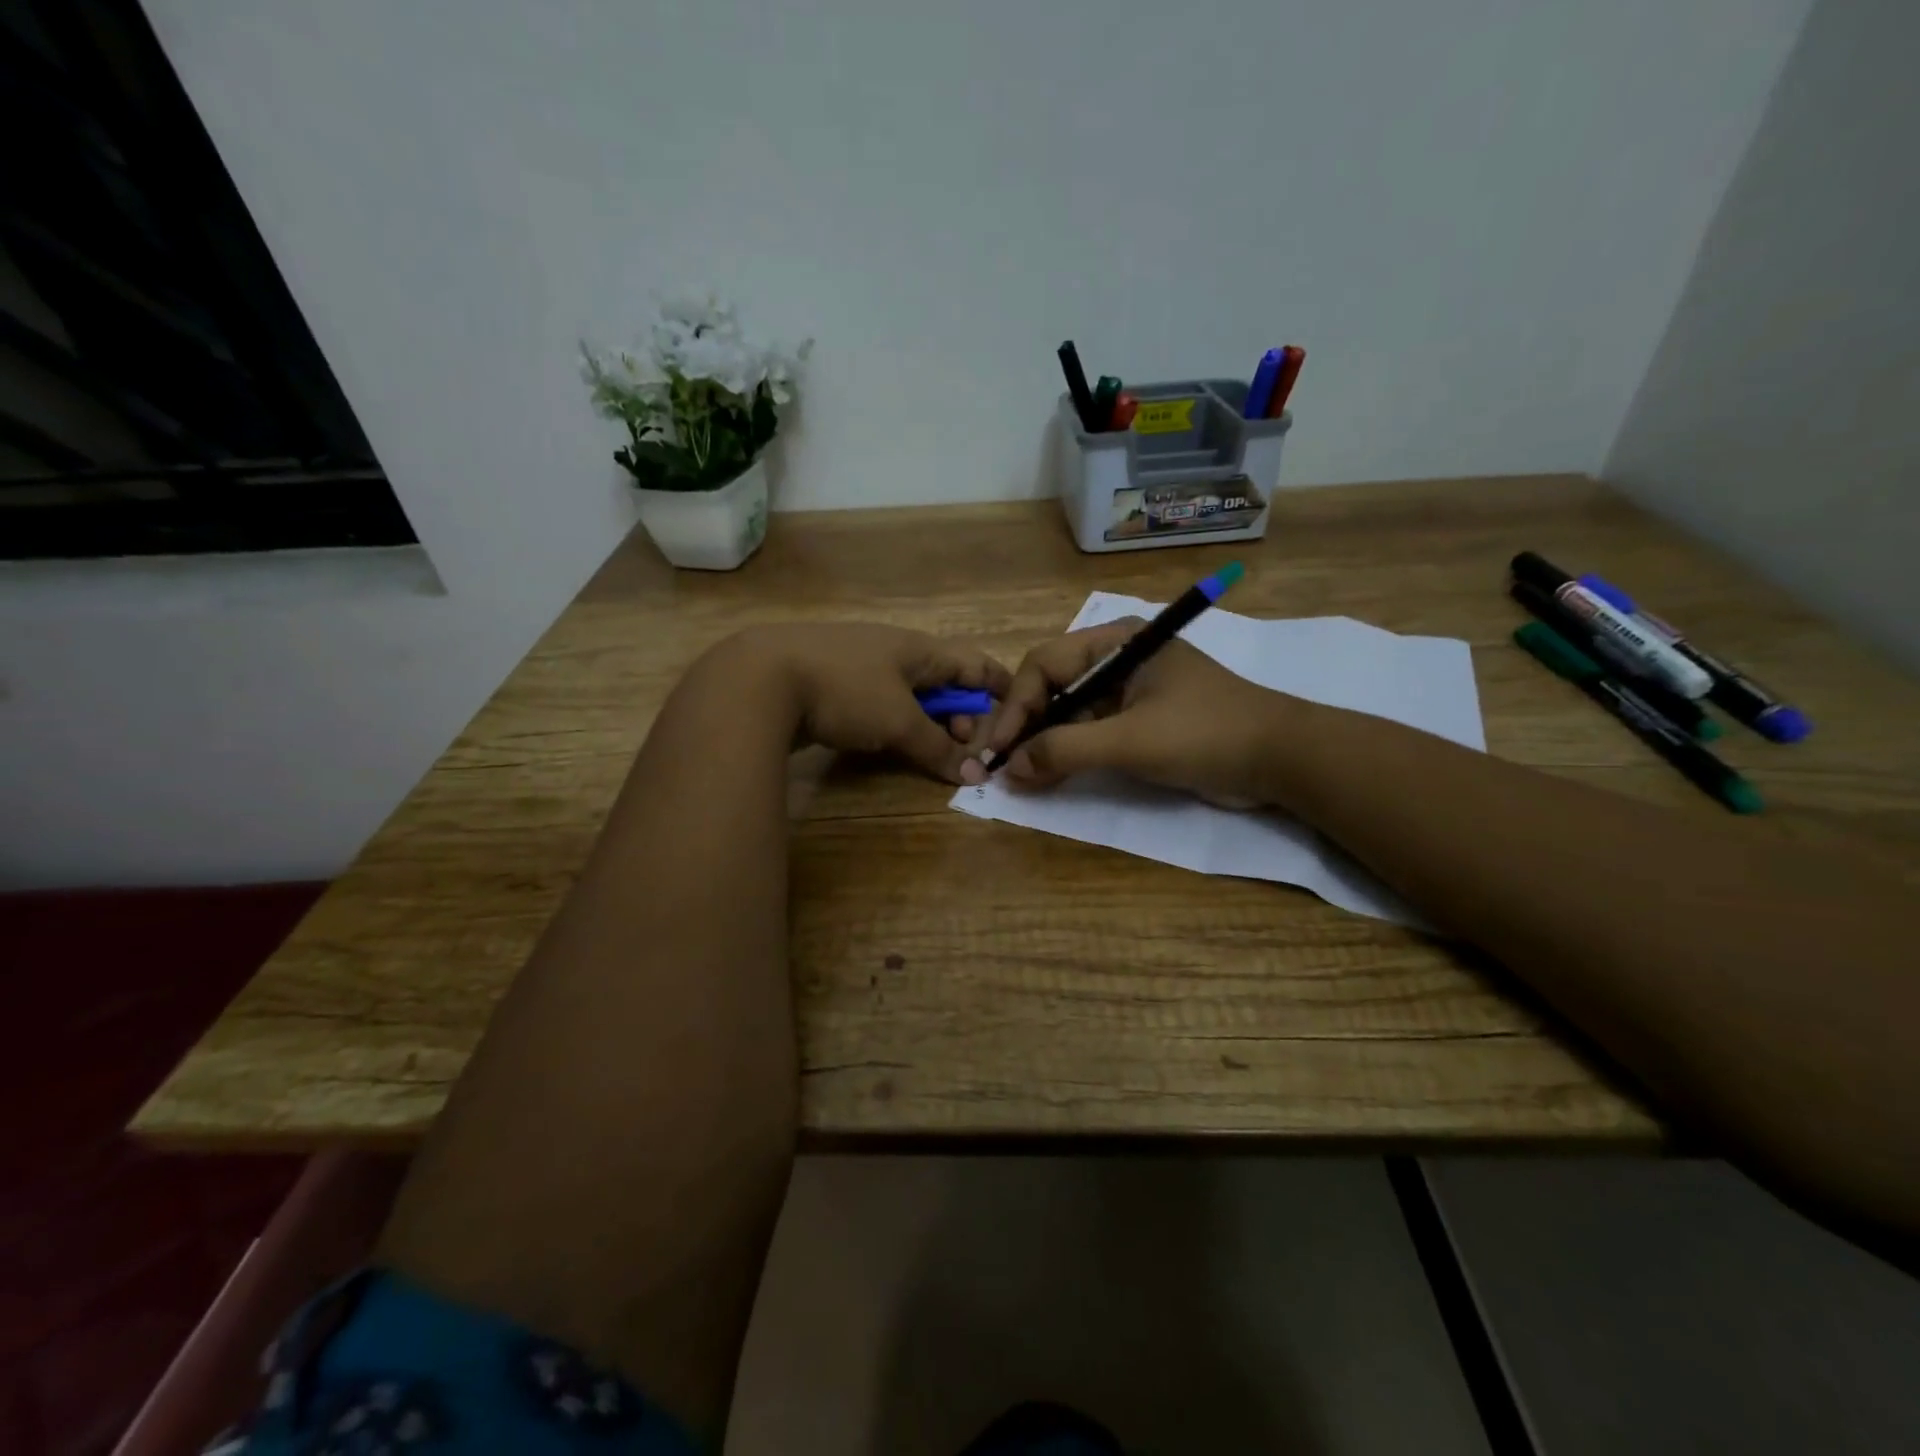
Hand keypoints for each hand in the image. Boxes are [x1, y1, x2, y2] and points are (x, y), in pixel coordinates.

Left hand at [729, 623, 1011, 783]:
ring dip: (925, 720)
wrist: (760, 679)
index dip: (997, 685)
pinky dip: (891, 722)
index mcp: (918, 648)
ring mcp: (858, 663)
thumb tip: (973, 775)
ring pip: (907, 692)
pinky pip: (876, 701)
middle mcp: (892, 649)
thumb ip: (937, 748)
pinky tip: (884, 742)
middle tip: (962, 746)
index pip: (972, 663)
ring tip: (927, 749)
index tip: (1017, 708)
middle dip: (960, 713)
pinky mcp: (829, 682)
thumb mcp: (898, 721)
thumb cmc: (845, 690)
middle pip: (942, 679)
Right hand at [964, 620, 1295, 805]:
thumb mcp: (1131, 741)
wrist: (1281, 759)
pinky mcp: (1138, 721)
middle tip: (995, 762)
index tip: (999, 748)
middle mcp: (1116, 659)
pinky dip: (1066, 753)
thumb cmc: (1205, 734)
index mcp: (1115, 642)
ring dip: (1041, 742)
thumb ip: (1066, 750)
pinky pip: (1089, 732)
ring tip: (1014, 775)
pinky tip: (1044, 776)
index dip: (1015, 707)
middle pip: (1051, 687)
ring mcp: (1127, 692)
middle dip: (1023, 725)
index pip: (1044, 665)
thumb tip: (1010, 768)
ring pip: (1067, 712)